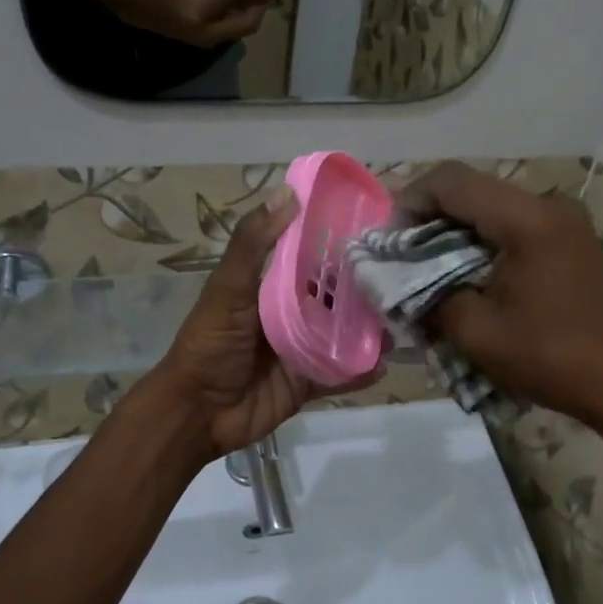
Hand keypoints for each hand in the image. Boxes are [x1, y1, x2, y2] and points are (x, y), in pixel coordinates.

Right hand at [118, 0, 271, 46]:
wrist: (127, 4)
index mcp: (197, 10)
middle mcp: (205, 31)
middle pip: (246, 24)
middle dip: (261, 6)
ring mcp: (205, 39)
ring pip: (240, 30)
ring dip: (253, 12)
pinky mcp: (203, 39)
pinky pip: (231, 29)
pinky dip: (241, 16)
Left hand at [155, 192, 382, 458]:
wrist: (198, 411)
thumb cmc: (210, 342)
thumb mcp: (228, 287)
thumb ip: (254, 244)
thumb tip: (288, 192)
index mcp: (271, 286)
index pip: (311, 256)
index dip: (339, 240)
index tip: (376, 224)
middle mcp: (292, 313)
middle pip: (336, 295)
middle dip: (366, 288)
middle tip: (404, 275)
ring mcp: (303, 349)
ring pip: (345, 334)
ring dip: (371, 329)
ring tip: (403, 318)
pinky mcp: (309, 382)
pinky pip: (342, 373)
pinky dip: (362, 370)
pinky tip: (386, 363)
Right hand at [400, 163, 602, 441]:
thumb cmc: (549, 357)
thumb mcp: (476, 332)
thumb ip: (428, 295)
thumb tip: (399, 280)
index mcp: (527, 220)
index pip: (453, 182)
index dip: (411, 200)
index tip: (389, 239)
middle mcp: (548, 205)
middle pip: (472, 188)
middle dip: (429, 215)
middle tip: (402, 254)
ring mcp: (563, 219)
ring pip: (491, 204)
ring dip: (454, 228)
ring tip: (427, 266)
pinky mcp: (569, 238)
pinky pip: (512, 222)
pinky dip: (480, 238)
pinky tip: (465, 270)